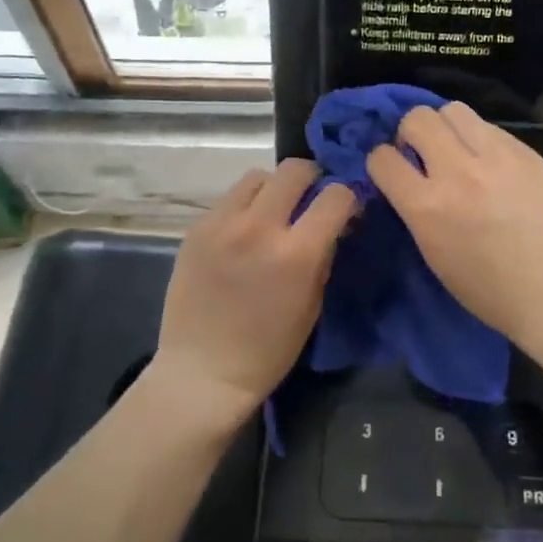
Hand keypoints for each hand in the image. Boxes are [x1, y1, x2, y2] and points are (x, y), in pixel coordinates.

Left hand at [155, 159, 355, 412]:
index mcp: (297, 253)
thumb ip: (324, 255)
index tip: (344, 209)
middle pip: (294, 170)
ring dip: (273, 189)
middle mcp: (259, 228)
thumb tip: (335, 223)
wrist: (204, 370)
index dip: (346, 198)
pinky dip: (244, 207)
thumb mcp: (312, 304)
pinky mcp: (196, 229)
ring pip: (257, 177)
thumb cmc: (269, 349)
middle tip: (310, 200)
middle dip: (311, 180)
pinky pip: (229, 199)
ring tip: (272, 213)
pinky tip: (243, 233)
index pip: (336, 196)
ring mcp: (222, 224)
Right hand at [366, 104, 542, 359]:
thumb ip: (417, 210)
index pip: (382, 158)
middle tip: (425, 155)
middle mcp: (458, 172)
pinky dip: (481, 140)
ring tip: (458, 151)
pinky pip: (491, 127)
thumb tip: (408, 179)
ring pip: (454, 110)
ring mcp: (497, 157)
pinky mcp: (527, 153)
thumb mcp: (434, 254)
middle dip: (411, 134)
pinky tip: (492, 165)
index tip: (393, 172)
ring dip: (447, 128)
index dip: (382, 163)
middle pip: (418, 119)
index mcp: (427, 207)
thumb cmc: (489, 291)